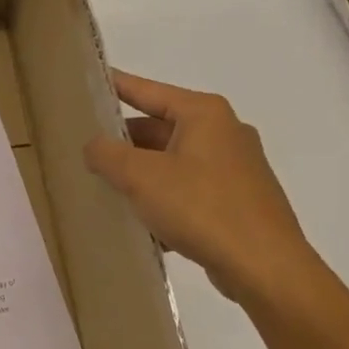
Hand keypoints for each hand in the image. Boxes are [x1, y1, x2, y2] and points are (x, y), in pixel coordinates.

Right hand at [84, 70, 329, 310]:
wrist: (264, 266)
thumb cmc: (202, 208)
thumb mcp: (142, 177)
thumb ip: (108, 155)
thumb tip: (93, 146)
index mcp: (204, 114)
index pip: (148, 91)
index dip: (116, 86)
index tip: (89, 81)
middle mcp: (223, 133)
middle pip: (159, 128)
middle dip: (123, 142)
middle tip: (84, 150)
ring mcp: (233, 168)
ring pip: (172, 162)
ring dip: (140, 174)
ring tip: (103, 188)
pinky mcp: (236, 201)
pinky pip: (187, 190)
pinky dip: (162, 199)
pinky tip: (139, 222)